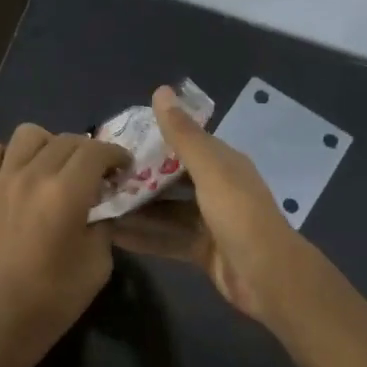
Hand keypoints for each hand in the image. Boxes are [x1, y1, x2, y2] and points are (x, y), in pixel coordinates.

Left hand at [0, 124, 131, 353]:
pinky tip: (15, 172)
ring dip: (49, 144)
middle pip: (66, 139)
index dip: (116, 155)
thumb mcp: (99, 262)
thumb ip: (104, 222)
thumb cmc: (56, 297)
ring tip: (55, 168)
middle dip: (89, 151)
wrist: (1, 321)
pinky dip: (4, 153)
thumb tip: (102, 203)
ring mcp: (0, 181)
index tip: (123, 169)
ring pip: (28, 134)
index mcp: (66, 192)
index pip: (96, 151)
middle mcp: (32, 175)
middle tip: (96, 174)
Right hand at [107, 86, 318, 323]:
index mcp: (223, 163)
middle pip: (171, 178)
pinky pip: (167, 238)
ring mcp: (209, 222)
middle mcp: (216, 188)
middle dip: (138, 177)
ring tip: (97, 205)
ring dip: (136, 209)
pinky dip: (143, 237)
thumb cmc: (239, 215)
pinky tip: (112, 236)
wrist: (269, 277)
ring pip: (166, 211)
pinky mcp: (202, 250)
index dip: (153, 139)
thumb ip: (183, 135)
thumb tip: (160, 90)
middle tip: (99, 176)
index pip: (184, 143)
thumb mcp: (210, 170)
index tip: (116, 140)